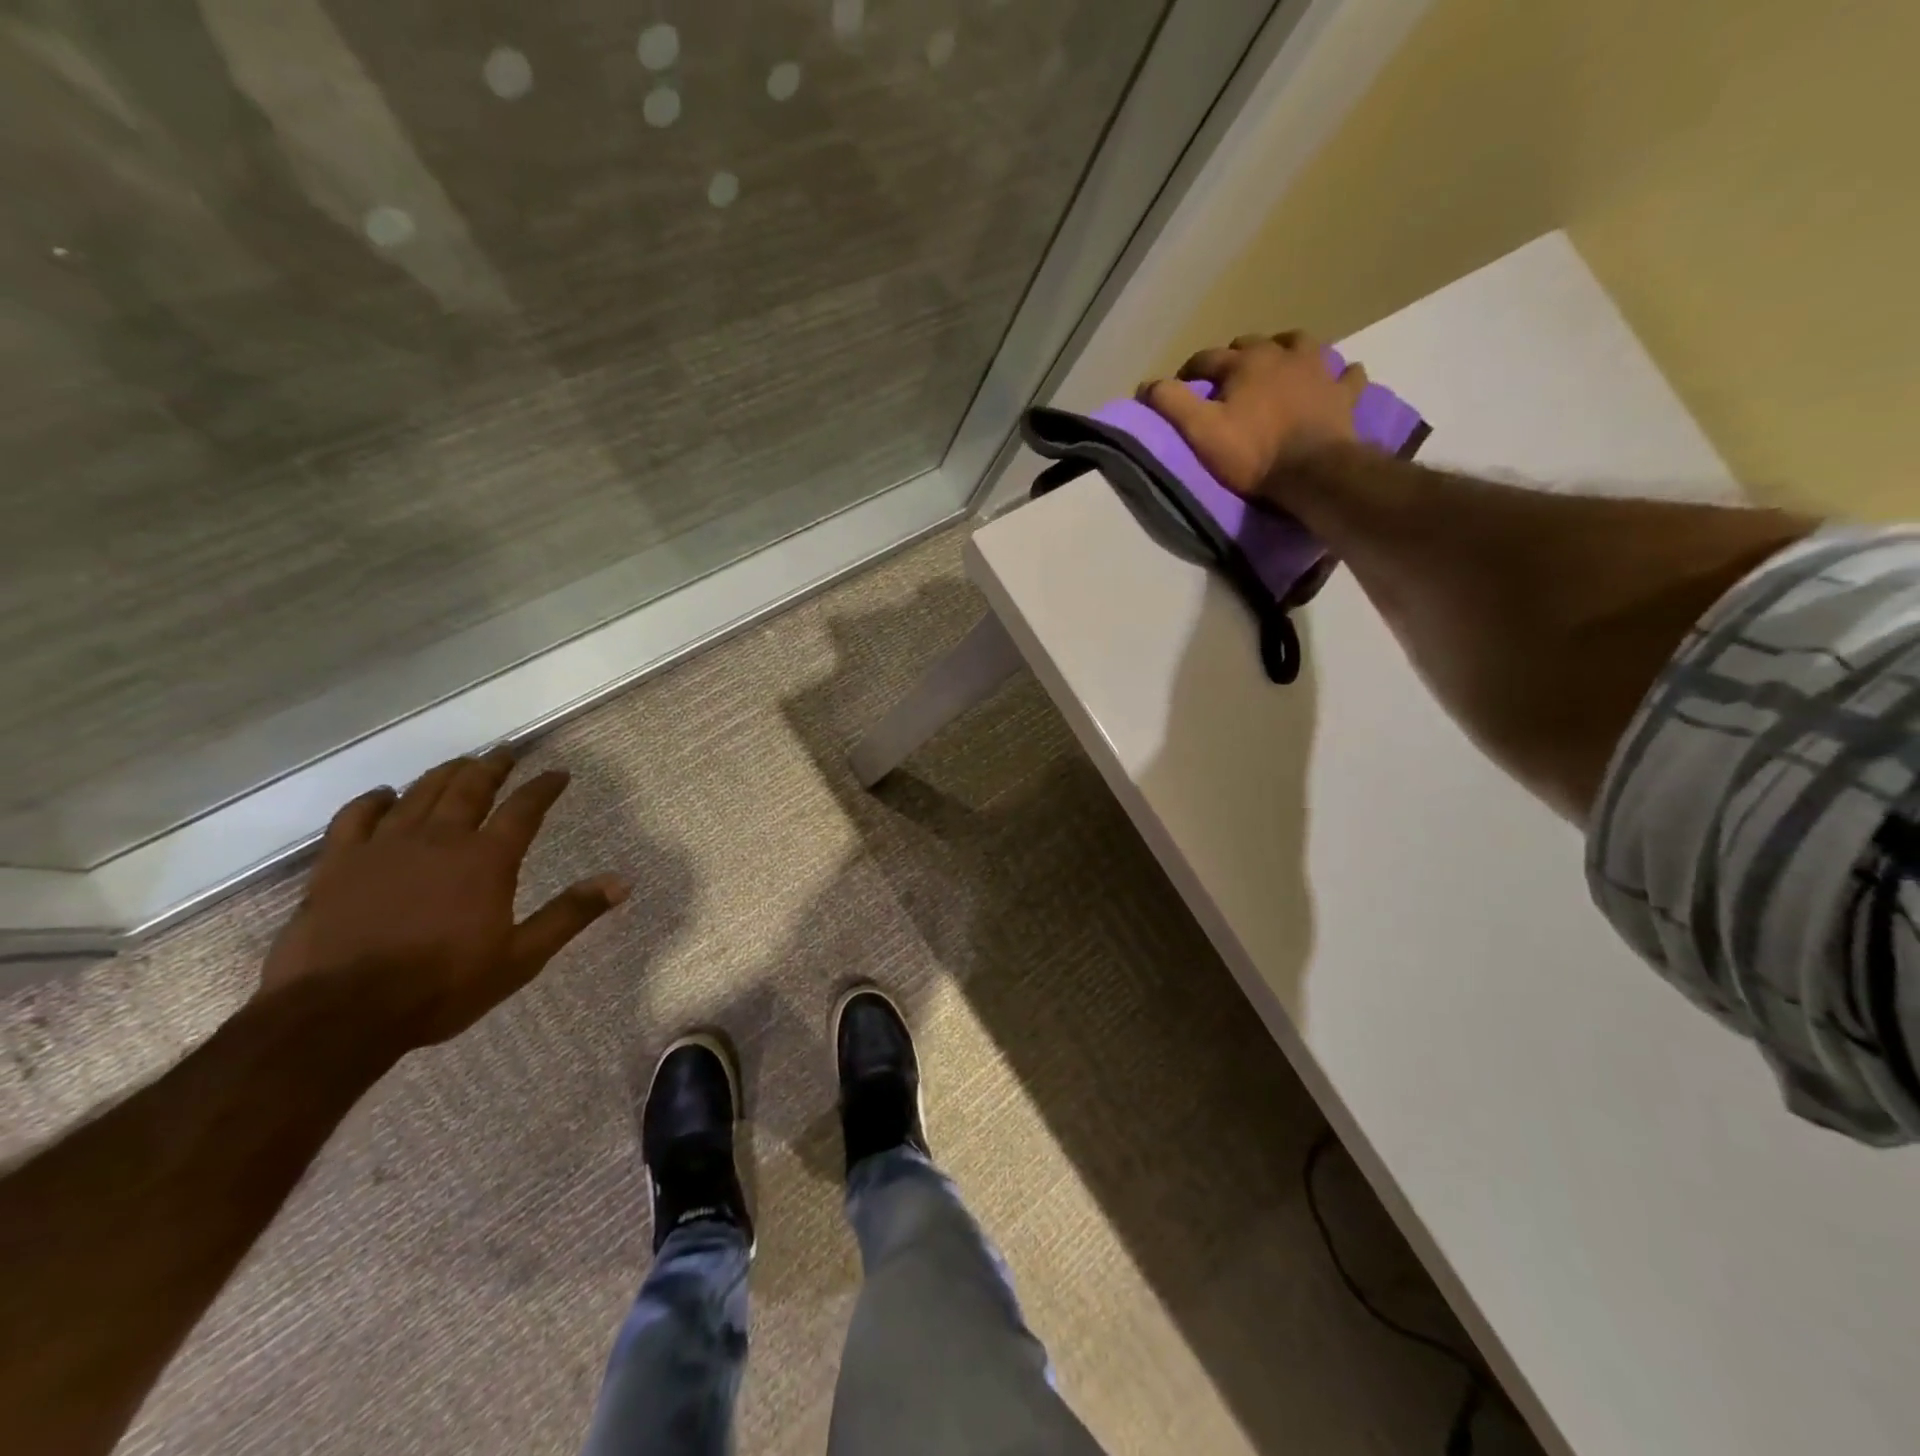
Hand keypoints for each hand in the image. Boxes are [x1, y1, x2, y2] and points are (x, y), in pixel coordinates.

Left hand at [258, 748, 627, 1049]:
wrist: (340, 1014)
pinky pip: (355, 817)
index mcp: (486, 860)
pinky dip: (374, 800)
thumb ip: (571, 914)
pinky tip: (385, 794)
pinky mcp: (337, 864)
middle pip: (470, 788)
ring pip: (419, 794)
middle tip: (506, 752)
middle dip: (493, 766)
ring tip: (460, 764)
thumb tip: (623, 882)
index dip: (544, 787)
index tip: (559, 773)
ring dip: (445, 774)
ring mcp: (384, 847)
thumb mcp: (521, 957)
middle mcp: (439, 840)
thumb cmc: (442, 986)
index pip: (524, 809)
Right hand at [1139, 331, 1368, 501]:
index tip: (1180, 388)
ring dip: (1287, 351)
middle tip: (1227, 383)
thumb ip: (1171, 404)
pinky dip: (1338, 376)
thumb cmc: (1252, 453)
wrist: (1313, 472)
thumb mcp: (1200, 432)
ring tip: (1279, 368)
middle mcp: (1282, 355)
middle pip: (1253, 344)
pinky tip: (1335, 381)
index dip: (1189, 372)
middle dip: (1236, 358)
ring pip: (1301, 344)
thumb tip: (1146, 384)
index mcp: (1244, 363)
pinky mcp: (1344, 394)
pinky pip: (1346, 375)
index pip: (1207, 358)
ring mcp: (1318, 370)